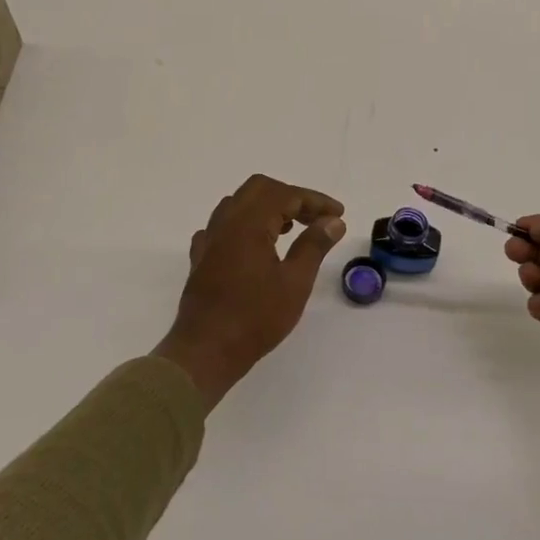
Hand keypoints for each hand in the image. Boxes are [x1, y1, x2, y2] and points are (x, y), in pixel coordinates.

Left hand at [153, 174, 347, 407]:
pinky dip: (244, 226)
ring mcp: (209, 239)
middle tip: (315, 218)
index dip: (315, 201)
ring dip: (266, 208)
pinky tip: (254, 245)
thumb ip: (314, 246)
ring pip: (238, 204)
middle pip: (259, 189)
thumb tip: (333, 222)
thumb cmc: (255, 318)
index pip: (286, 195)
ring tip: (289, 229)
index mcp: (249, 223)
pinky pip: (222, 227)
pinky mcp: (201, 258)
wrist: (206, 350)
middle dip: (290, 197)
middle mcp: (226, 222)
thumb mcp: (295, 283)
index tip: (338, 214)